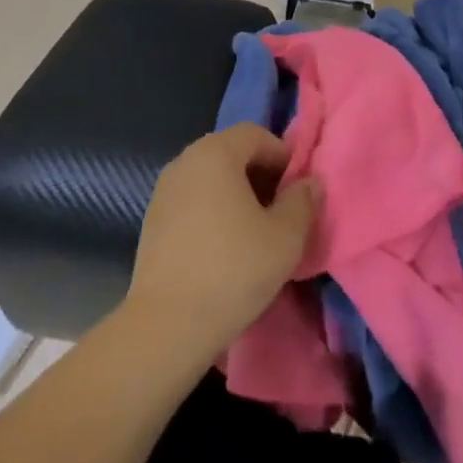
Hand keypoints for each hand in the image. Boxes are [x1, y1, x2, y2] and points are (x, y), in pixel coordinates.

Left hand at [126, 124, 319, 363]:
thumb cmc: (233, 270)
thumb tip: (309, 183)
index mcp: (216, 152)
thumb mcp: (286, 237)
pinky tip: (224, 247)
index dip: (282, 156)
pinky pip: (192, 200)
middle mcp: (185, 161)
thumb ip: (303, 201)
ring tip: (254, 231)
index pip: (256, 135)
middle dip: (260, 174)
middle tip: (280, 210)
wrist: (166, 327)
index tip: (297, 190)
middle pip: (231, 152)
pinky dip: (212, 211)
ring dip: (236, 194)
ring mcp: (164, 190)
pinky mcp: (152, 220)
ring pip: (210, 178)